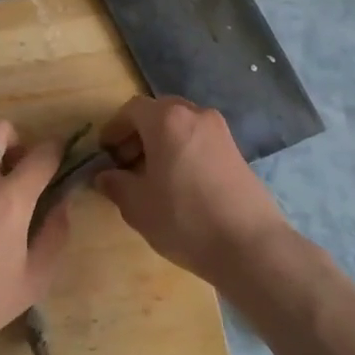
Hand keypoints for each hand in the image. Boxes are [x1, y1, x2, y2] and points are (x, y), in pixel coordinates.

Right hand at [96, 96, 292, 283]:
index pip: (132, 110)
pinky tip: (179, 183)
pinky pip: (200, 140)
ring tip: (152, 176)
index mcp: (167, 120)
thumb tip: (105, 176)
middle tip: (126, 163)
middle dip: (139, 133)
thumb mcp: (138, 206)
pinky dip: (183, 151)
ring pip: (182, 126)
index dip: (114, 128)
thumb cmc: (184, 218)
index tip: (105, 152)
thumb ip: (116, 185)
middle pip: (159, 113)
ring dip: (162, 142)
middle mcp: (196, 115)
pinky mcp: (237, 151)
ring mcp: (221, 132)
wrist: (249, 244)